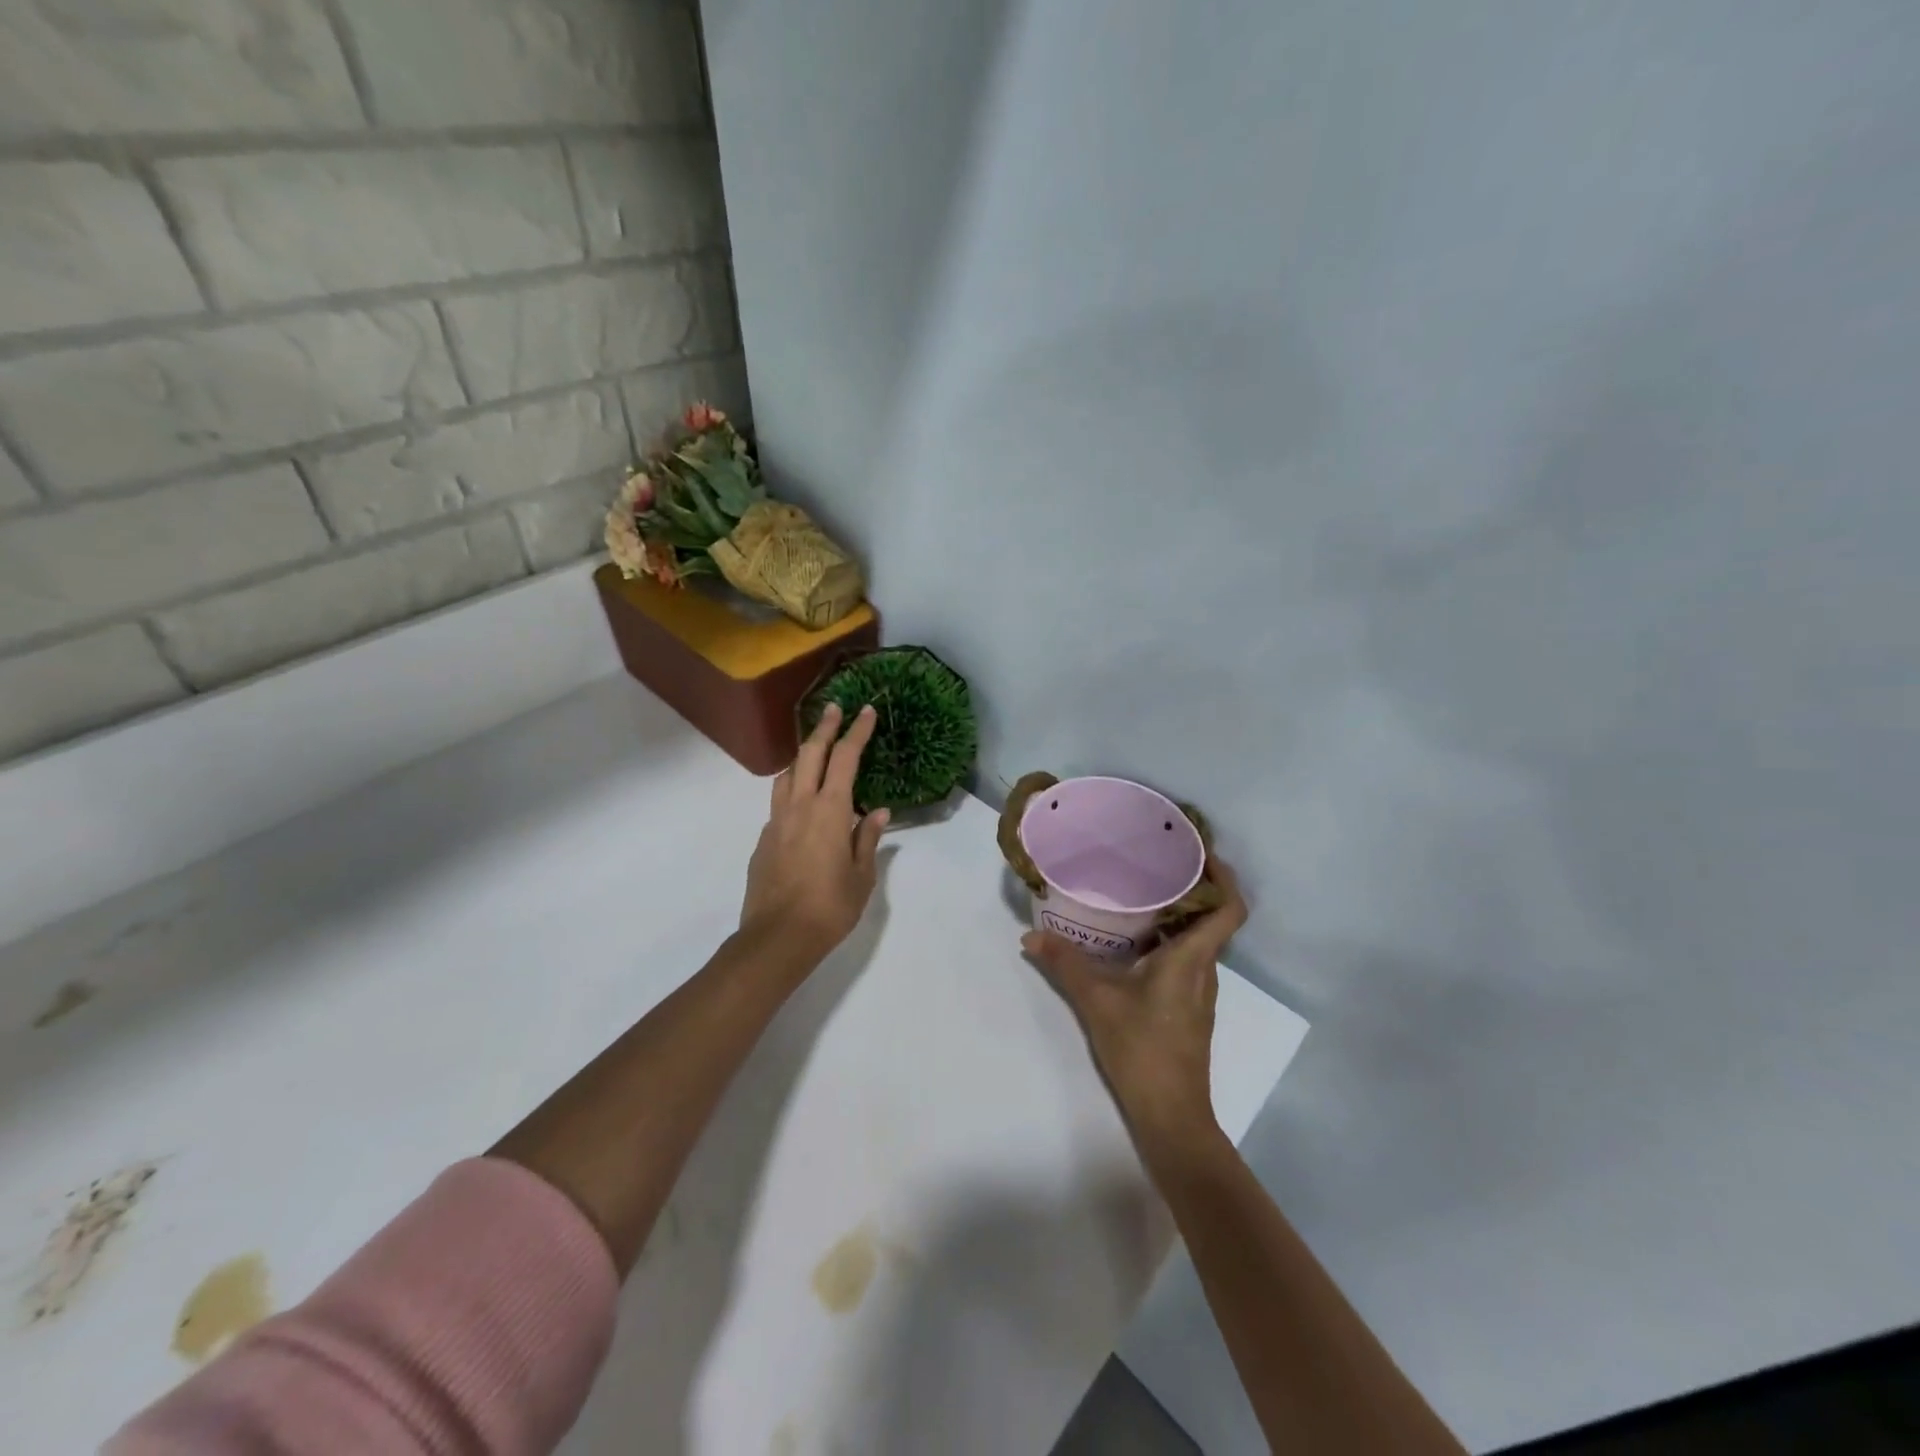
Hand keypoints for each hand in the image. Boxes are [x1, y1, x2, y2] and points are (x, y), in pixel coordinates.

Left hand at [740, 703, 889, 964]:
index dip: (857, 732)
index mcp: (830, 810)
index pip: (845, 758)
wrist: (777, 938)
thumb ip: (868, 838)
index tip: (866, 711)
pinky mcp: (764, 840)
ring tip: (815, 752)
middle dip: (824, 728)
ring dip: (802, 756)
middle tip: (835, 709)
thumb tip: (877, 812)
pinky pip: (779, 803)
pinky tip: (803, 807)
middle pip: (810, 754)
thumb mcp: (862, 876)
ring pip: (787, 775)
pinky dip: (793, 791)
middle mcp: (800, 806)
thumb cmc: (830, 907)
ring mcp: (776, 821)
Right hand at [1022, 860, 1248, 1153]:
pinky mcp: (1188, 1007)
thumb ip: (1065, 964)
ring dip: (1177, 914)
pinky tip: (1133, 942)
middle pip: (1211, 917)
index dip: (1223, 876)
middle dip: (1190, 886)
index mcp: (1192, 959)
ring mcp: (1199, 991)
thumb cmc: (1143, 1050)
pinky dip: (1167, 940)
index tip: (1198, 850)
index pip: (1230, 908)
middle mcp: (1204, 969)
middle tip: (1155, 861)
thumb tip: (1030, 936)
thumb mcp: (1097, 1001)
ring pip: (1197, 939)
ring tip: (1140, 892)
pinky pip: (1185, 958)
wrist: (1172, 1115)